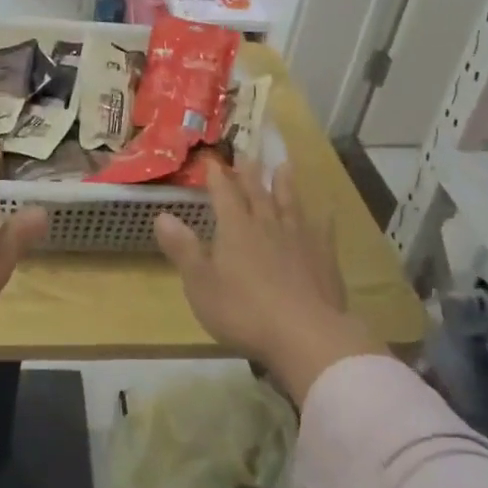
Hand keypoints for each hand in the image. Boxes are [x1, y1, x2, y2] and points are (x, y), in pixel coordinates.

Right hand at [156, 159, 380, 401]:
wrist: (305, 334)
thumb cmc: (244, 311)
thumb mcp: (200, 283)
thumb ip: (182, 248)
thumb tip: (161, 215)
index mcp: (236, 229)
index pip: (224, 195)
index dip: (217, 177)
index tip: (212, 160)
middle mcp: (267, 225)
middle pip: (257, 193)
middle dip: (249, 173)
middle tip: (246, 153)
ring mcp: (299, 239)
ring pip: (290, 204)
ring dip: (285, 185)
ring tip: (284, 166)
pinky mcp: (324, 258)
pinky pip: (322, 231)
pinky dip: (322, 220)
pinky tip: (326, 212)